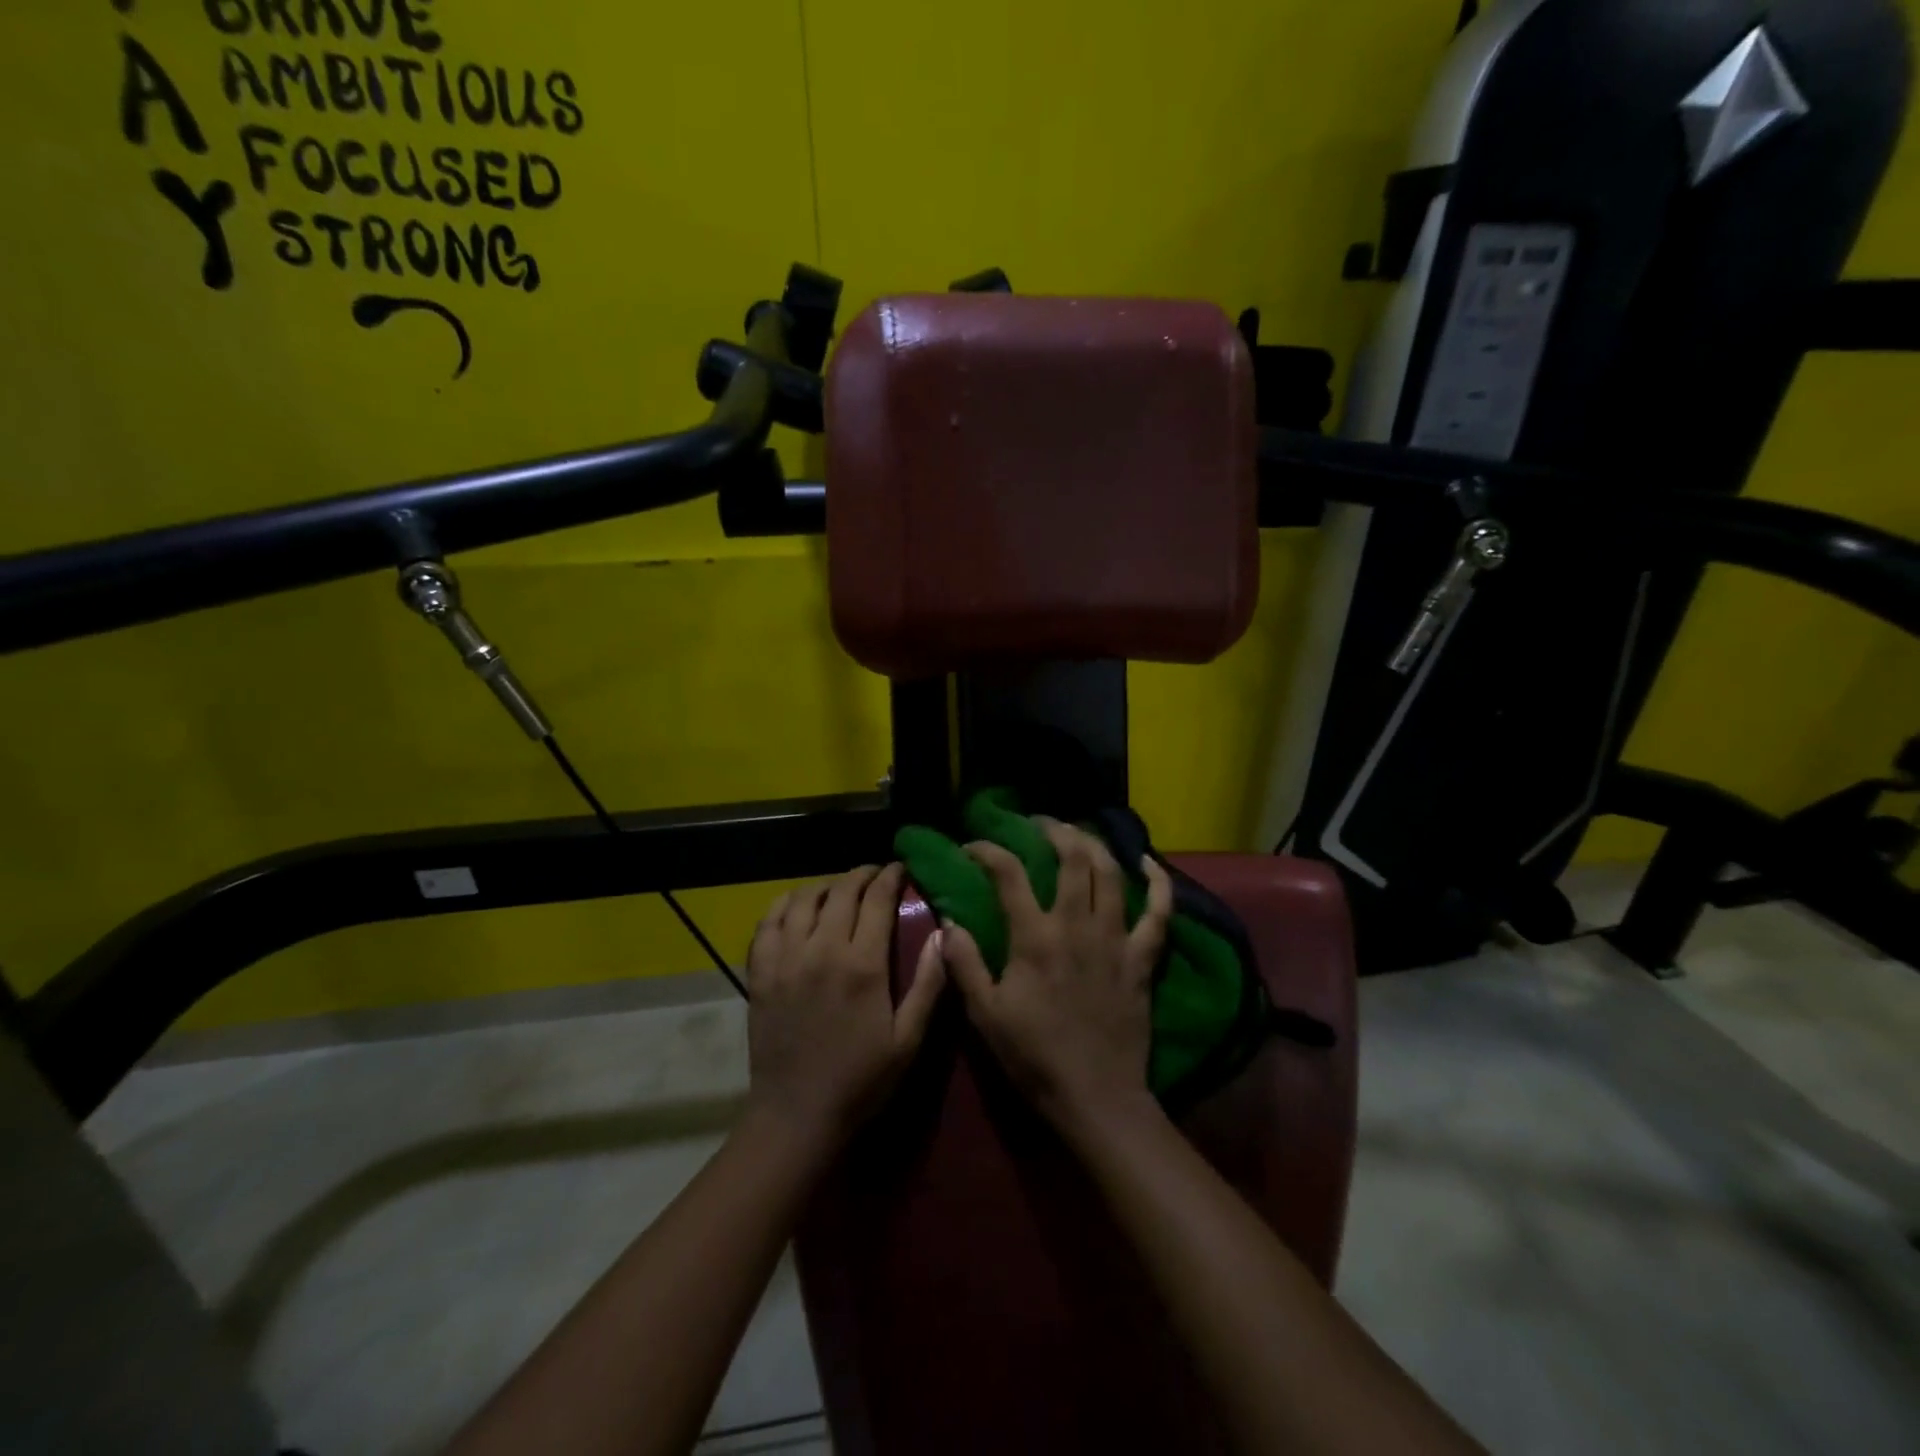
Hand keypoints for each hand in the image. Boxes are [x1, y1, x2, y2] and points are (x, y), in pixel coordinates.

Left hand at [744, 864, 946, 1145]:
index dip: (889, 877)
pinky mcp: (760, 973)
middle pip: (840, 891)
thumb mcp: (908, 1039)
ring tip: (838, 889)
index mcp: (862, 965)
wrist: (797, 1114)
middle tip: (874, 875)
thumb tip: (943, 934)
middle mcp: (821, 951)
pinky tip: (795, 907)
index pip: (876, 900)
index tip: (899, 868)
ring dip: (824, 886)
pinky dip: (783, 906)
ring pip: (802, 899)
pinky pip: (767, 923)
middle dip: (860, 875)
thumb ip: (928, 984)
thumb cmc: (861, 1080)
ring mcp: (785, 960)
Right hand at [940, 821, 1173, 1139]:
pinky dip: (1158, 882)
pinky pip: (1159, 911)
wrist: (1095, 1095)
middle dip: (1053, 830)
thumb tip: (949, 922)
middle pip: (1072, 858)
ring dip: (1095, 843)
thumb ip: (964, 963)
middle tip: (1037, 824)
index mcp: (1035, 938)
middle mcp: (1077, 925)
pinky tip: (1147, 861)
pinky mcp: (1143, 957)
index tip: (974, 846)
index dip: (988, 851)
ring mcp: (1116, 938)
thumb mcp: (985, 1014)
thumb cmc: (1034, 1056)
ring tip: (1079, 832)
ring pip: (1111, 873)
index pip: (1009, 874)